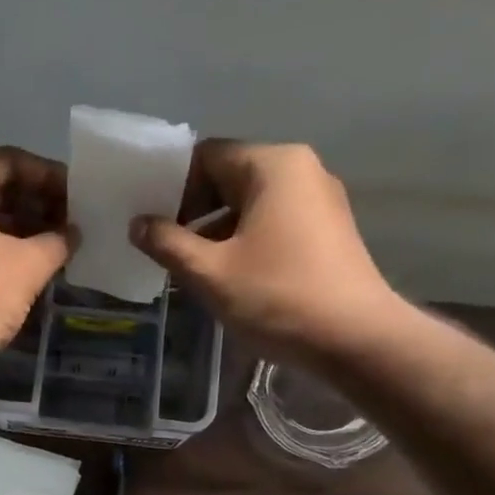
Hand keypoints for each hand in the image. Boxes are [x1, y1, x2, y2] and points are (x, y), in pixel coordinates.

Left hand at [0, 147, 70, 377]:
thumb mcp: (29, 264)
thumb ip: (58, 240)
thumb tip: (73, 233)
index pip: (10, 162)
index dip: (50, 177)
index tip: (81, 197)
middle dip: (36, 206)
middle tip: (73, 224)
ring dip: (20, 232)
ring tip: (58, 248)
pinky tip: (30, 269)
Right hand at [130, 140, 405, 360]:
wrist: (355, 338)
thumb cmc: (277, 297)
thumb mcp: (210, 272)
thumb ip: (168, 244)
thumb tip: (138, 224)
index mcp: (272, 165)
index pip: (207, 156)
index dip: (172, 186)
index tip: (149, 222)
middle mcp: (300, 170)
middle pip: (230, 177)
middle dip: (192, 211)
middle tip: (163, 247)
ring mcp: (319, 201)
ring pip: (251, 204)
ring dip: (215, 231)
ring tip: (189, 269)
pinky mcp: (327, 231)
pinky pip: (273, 223)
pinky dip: (244, 241)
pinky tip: (227, 277)